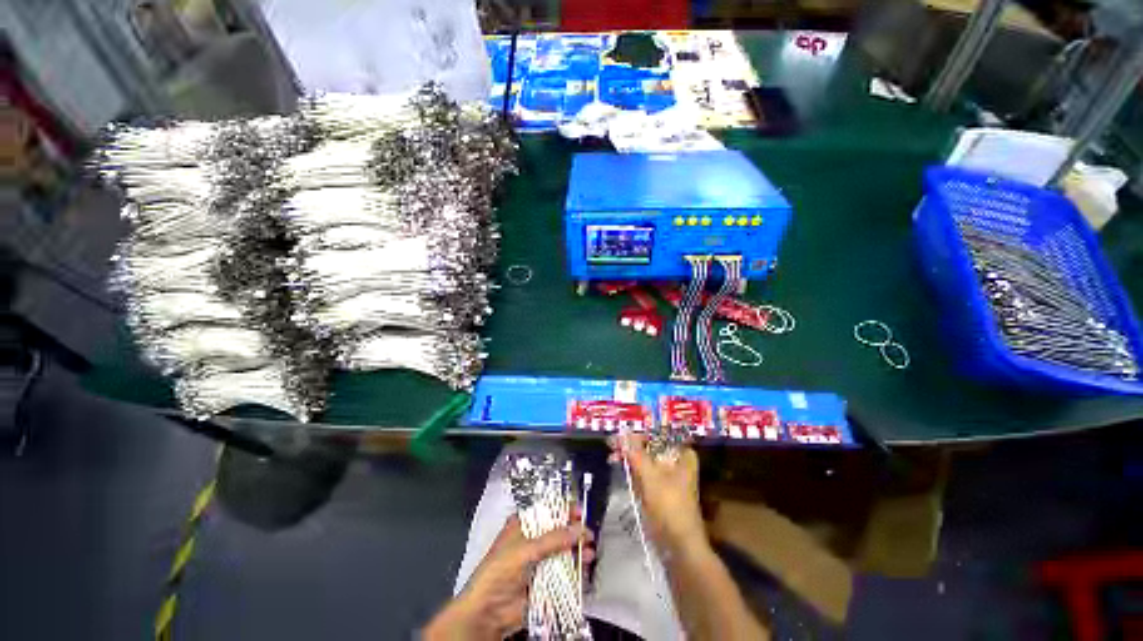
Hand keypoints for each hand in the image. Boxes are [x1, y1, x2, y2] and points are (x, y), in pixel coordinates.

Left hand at [424, 515, 593, 640]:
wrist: (487, 612)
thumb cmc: (499, 571)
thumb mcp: (526, 549)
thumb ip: (553, 539)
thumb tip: (579, 529)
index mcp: (524, 525)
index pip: (547, 510)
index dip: (563, 508)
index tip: (579, 510)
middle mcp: (533, 540)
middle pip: (558, 531)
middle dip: (574, 531)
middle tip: (588, 533)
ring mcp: (540, 561)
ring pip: (563, 551)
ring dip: (577, 550)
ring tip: (589, 551)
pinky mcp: (545, 581)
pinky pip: (564, 572)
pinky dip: (575, 570)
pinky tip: (585, 567)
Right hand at [609, 433, 706, 557]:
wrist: (679, 546)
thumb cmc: (669, 507)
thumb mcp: (650, 477)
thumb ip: (636, 453)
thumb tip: (623, 433)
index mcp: (682, 455)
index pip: (658, 435)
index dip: (638, 433)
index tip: (620, 434)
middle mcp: (677, 462)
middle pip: (651, 447)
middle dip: (631, 446)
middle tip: (612, 445)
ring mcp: (669, 477)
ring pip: (646, 460)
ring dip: (629, 457)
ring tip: (612, 456)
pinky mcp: (660, 490)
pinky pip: (645, 473)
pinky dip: (633, 470)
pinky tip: (620, 466)